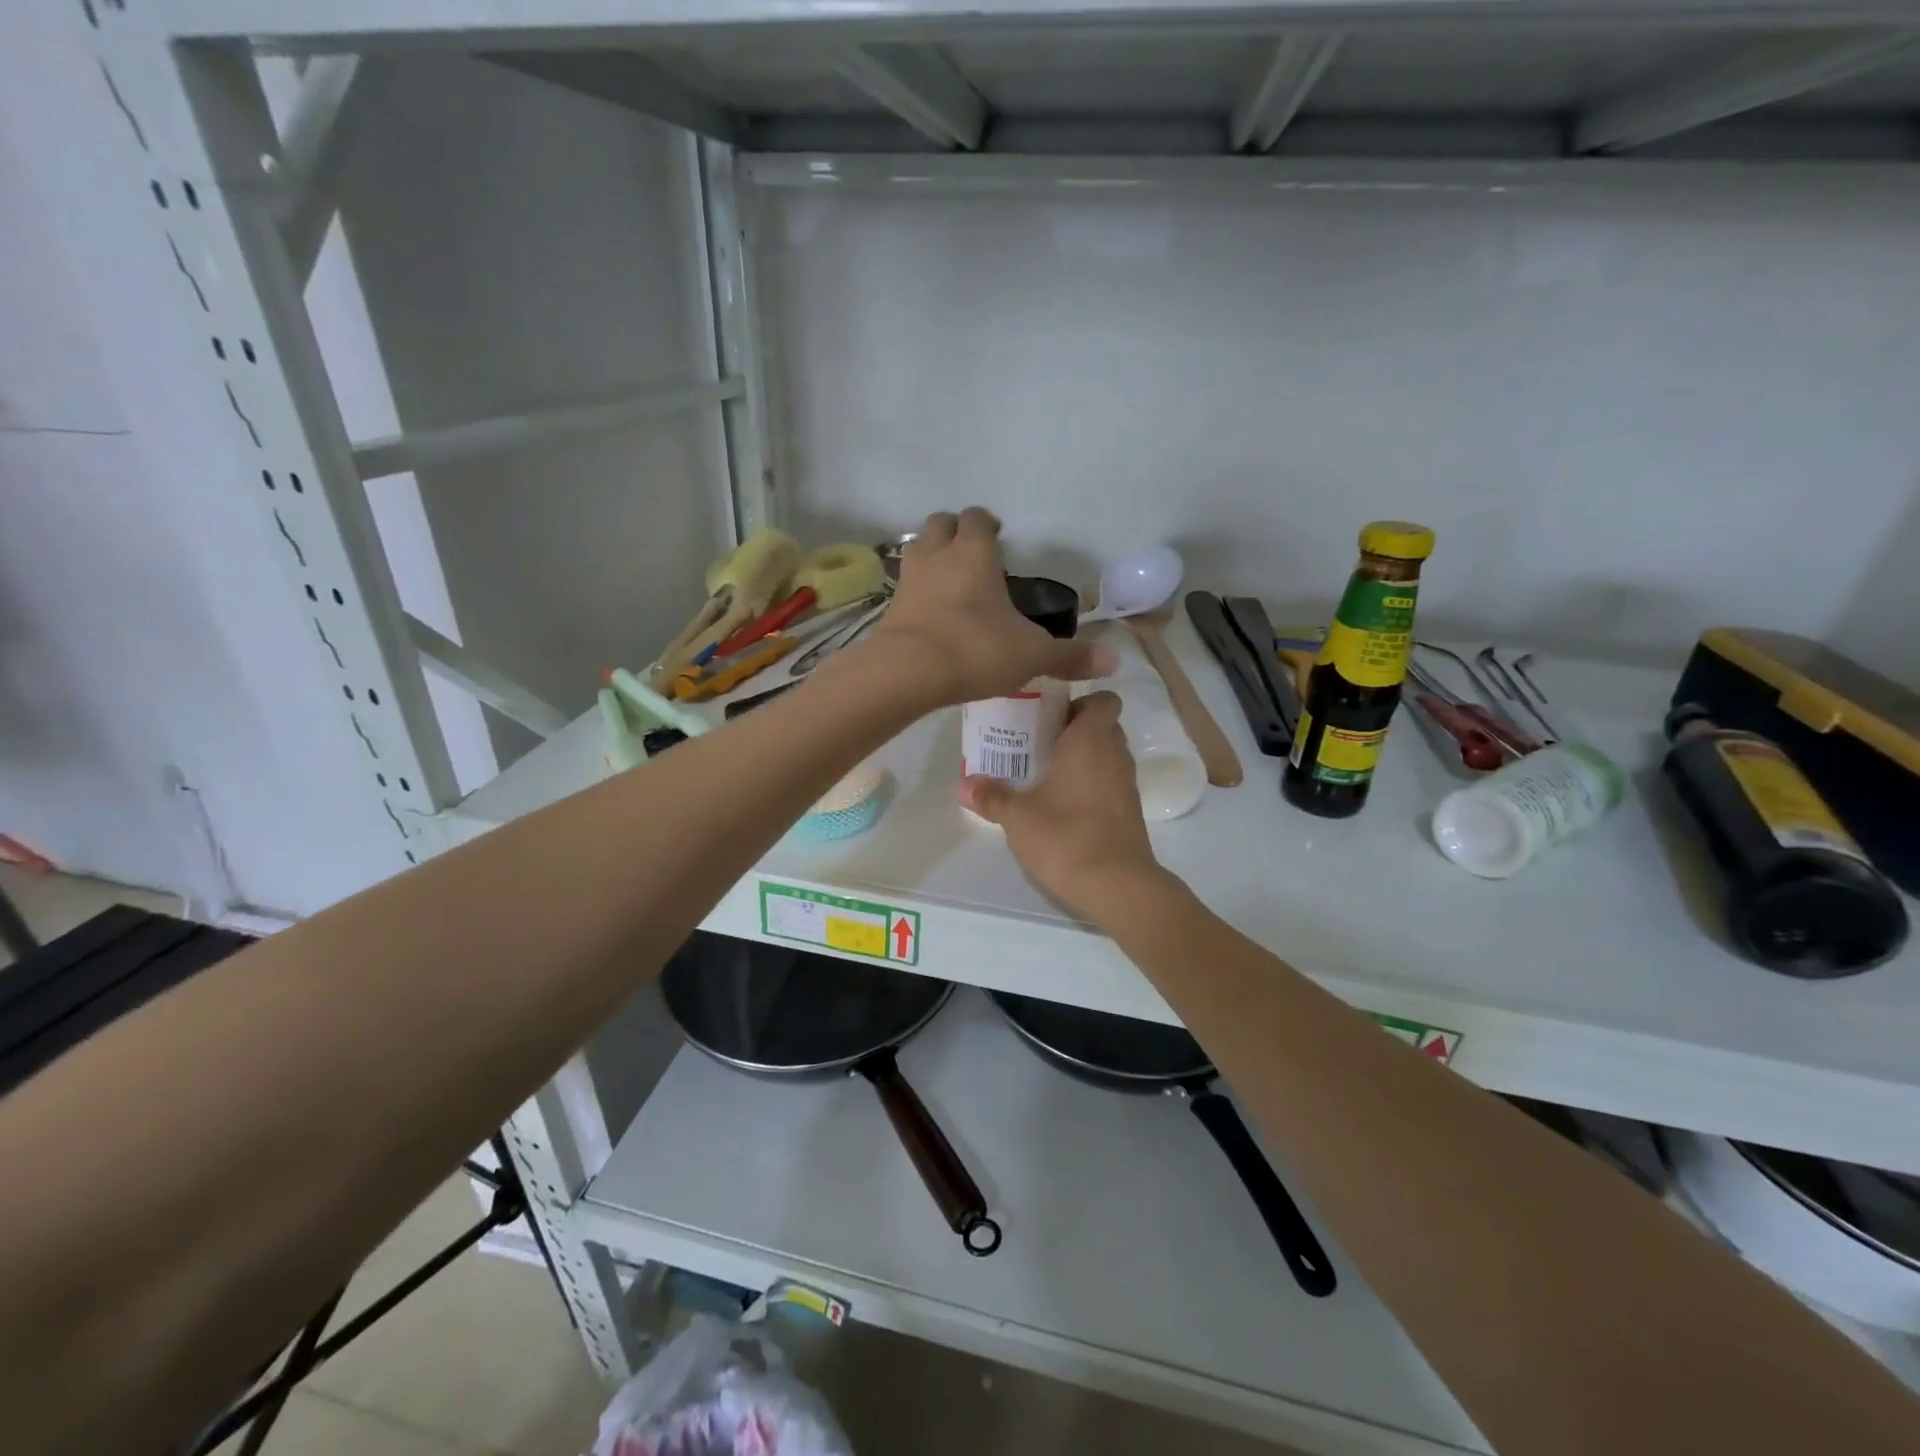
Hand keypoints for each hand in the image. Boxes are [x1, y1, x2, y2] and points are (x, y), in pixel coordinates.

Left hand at [861, 509, 1114, 706]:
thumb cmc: (974, 650)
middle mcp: (937, 555)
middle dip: (955, 531)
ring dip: (932, 555)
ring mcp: (908, 579)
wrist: (907, 672)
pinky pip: (905, 585)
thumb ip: (1069, 656)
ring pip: (917, 548)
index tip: (998, 536)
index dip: (987, 523)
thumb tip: (1113, 660)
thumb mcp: (1031, 655)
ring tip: (950, 578)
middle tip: (973, 554)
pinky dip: (917, 590)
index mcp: (973, 552)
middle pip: (940, 523)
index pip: (977, 518)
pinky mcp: (890, 607)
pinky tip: (931, 611)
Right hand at [959, 692, 1167, 920]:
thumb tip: (962, 784)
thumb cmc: (1066, 836)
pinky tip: (1062, 804)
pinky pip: (1109, 782)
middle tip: (1037, 743)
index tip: (1051, 716)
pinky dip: (1090, 784)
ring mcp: (1126, 784)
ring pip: (1106, 755)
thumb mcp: (1017, 817)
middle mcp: (1115, 754)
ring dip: (1081, 759)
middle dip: (1073, 730)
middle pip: (1101, 726)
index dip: (1082, 702)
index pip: (1103, 699)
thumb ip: (991, 796)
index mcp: (1091, 740)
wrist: (1117, 885)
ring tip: (1044, 773)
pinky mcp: (1130, 811)